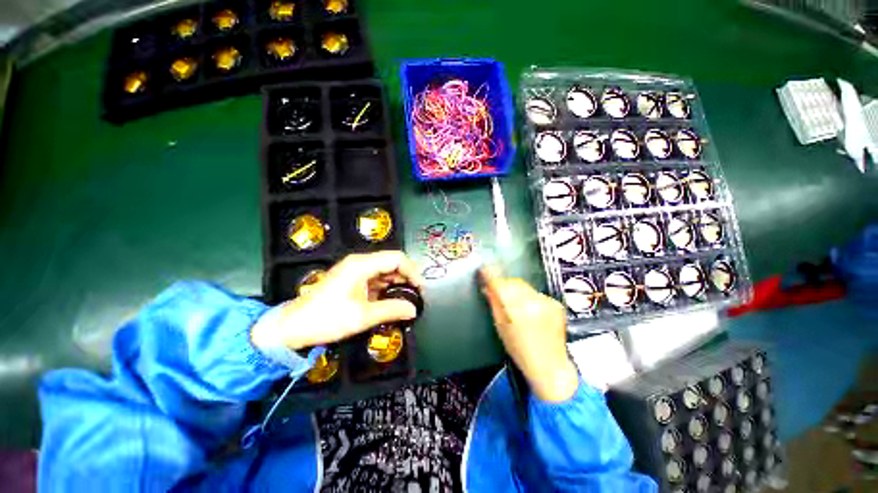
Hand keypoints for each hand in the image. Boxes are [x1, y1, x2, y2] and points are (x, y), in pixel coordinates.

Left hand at [252, 251, 423, 350]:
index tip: (420, 289)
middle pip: (392, 262)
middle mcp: (359, 262)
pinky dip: (387, 287)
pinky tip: (391, 299)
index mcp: (361, 265)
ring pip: (385, 270)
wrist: (293, 327)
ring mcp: (355, 270)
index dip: (412, 271)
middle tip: (415, 295)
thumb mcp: (362, 316)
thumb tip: (413, 310)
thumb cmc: (326, 319)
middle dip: (406, 277)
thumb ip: (392, 310)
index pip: (396, 258)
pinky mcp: (352, 279)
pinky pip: (376, 278)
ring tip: (406, 298)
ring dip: (397, 282)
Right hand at [479, 265, 578, 401]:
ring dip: (516, 289)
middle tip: (497, 290)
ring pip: (524, 286)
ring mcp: (547, 302)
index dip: (490, 275)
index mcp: (517, 309)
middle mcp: (533, 301)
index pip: (500, 284)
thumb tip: (487, 288)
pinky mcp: (555, 304)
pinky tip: (529, 308)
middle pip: (512, 282)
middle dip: (503, 284)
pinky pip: (536, 292)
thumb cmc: (520, 350)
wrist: (550, 366)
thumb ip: (494, 304)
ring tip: (514, 303)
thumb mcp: (500, 327)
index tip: (483, 270)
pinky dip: (529, 296)